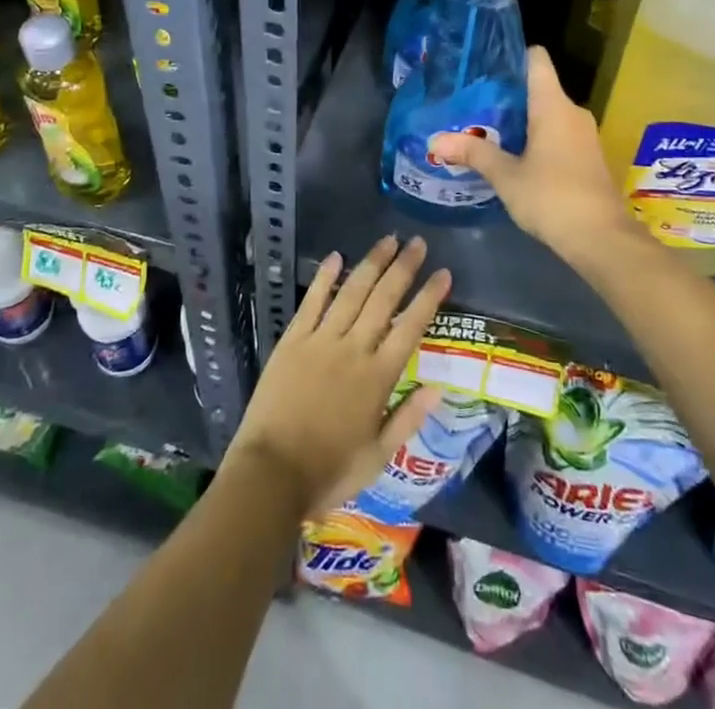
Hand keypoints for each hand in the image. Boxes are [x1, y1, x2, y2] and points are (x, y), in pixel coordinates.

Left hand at [226, 236, 451, 518]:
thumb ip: (407, 418)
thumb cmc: (329, 471)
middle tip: (418, 243)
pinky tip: (336, 257)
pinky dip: (325, 279)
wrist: (271, 474)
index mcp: (378, 378)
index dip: (428, 298)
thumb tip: (437, 387)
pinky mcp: (293, 340)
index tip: (443, 273)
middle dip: (403, 268)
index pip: (410, 327)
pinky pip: (312, 302)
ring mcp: (321, 341)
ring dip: (371, 264)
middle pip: (383, 300)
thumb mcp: (378, 457)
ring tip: (388, 240)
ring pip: (352, 293)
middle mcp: (354, 350)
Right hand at [427, 46, 638, 263]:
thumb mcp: (506, 176)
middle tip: (472, 103)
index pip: (536, 59)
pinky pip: (558, 133)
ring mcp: (584, 135)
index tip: (484, 66)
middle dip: (507, 94)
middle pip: (538, 87)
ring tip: (486, 129)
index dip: (511, 56)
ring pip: (548, 113)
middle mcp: (572, 112)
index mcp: (553, 105)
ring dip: (521, 120)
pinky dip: (536, 137)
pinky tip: (513, 156)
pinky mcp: (588, 157)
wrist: (603, 240)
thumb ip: (473, 153)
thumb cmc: (552, 197)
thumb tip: (434, 141)